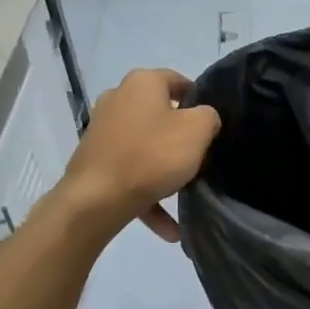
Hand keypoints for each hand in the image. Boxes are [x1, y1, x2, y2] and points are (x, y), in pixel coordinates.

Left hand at [61, 69, 221, 241]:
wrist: (97, 199)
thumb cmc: (152, 155)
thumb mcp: (197, 131)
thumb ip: (208, 117)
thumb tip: (204, 117)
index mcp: (142, 83)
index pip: (177, 80)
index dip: (199, 99)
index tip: (213, 123)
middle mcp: (118, 98)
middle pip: (159, 114)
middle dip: (180, 137)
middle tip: (201, 157)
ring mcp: (103, 130)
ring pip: (145, 148)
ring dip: (166, 171)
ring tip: (185, 195)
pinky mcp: (96, 160)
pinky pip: (131, 174)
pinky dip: (150, 195)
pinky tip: (169, 228)